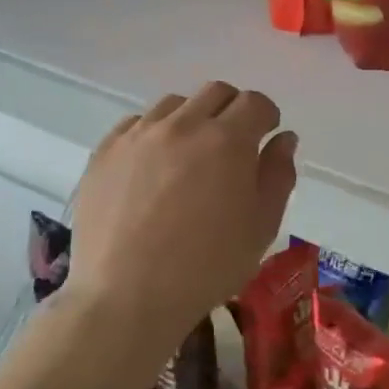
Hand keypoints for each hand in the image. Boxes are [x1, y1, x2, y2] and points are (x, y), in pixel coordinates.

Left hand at [66, 83, 298, 341]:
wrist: (127, 296)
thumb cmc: (206, 267)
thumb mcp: (261, 228)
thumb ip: (278, 175)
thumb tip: (283, 138)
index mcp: (227, 140)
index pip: (255, 103)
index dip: (266, 116)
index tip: (265, 136)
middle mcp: (182, 124)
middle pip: (215, 92)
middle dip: (232, 110)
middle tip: (231, 146)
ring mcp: (138, 134)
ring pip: (174, 104)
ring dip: (191, 119)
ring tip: (188, 157)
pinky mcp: (105, 151)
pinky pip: (135, 124)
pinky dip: (152, 135)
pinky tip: (152, 168)